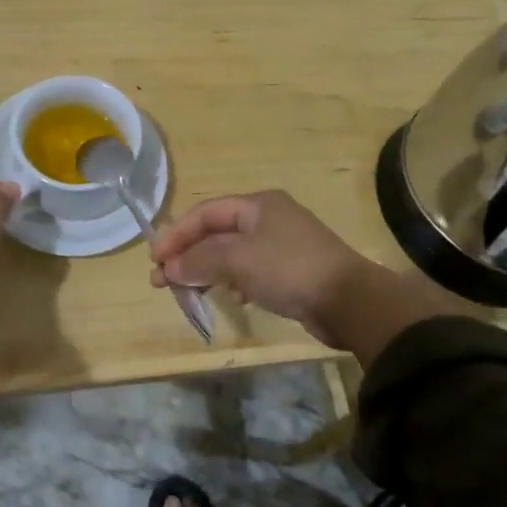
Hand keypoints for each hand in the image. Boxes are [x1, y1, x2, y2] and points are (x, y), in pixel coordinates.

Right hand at [150, 190, 438, 357]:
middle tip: (163, 281)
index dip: (176, 234)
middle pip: (217, 232)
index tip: (155, 260)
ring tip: (188, 292)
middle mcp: (268, 218)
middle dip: (188, 255)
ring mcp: (282, 244)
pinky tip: (230, 297)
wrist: (350, 301)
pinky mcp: (291, 271)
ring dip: (207, 270)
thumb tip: (169, 268)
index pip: (205, 213)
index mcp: (257, 204)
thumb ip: (199, 260)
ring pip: (232, 253)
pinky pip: (250, 271)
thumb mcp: (237, 260)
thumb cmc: (289, 269)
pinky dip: (232, 281)